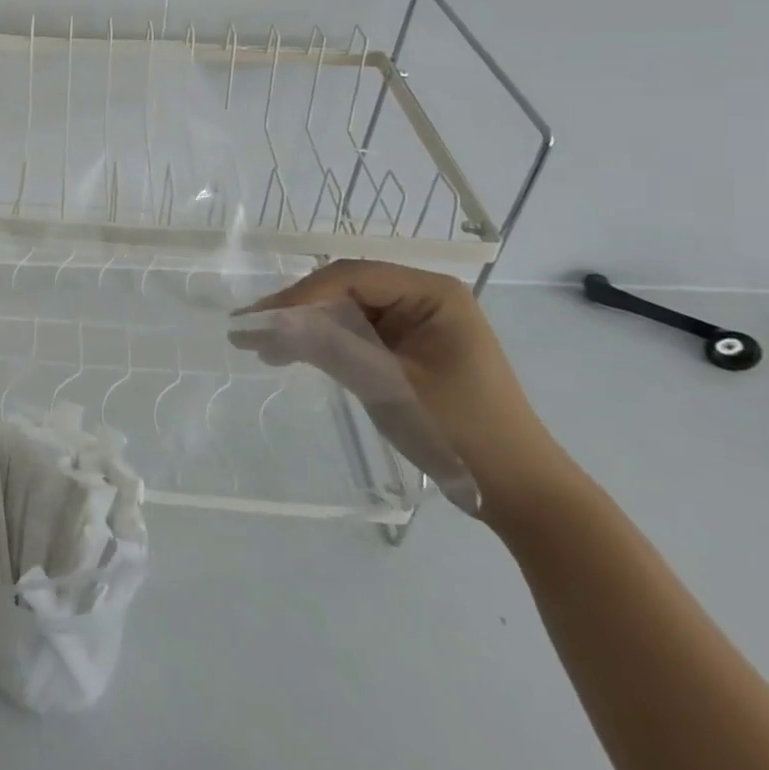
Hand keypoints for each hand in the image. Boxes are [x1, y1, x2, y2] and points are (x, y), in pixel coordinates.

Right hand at [241, 261, 575, 528]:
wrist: (521, 493)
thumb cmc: (462, 431)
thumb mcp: (390, 385)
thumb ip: (330, 346)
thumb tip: (267, 322)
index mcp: (431, 292)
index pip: (351, 277)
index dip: (301, 295)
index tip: (260, 320)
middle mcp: (422, 297)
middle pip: (343, 290)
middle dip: (295, 311)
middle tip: (247, 329)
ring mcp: (414, 323)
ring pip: (343, 312)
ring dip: (303, 329)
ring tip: (257, 345)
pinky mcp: (406, 349)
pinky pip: (355, 335)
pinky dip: (323, 345)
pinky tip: (289, 355)